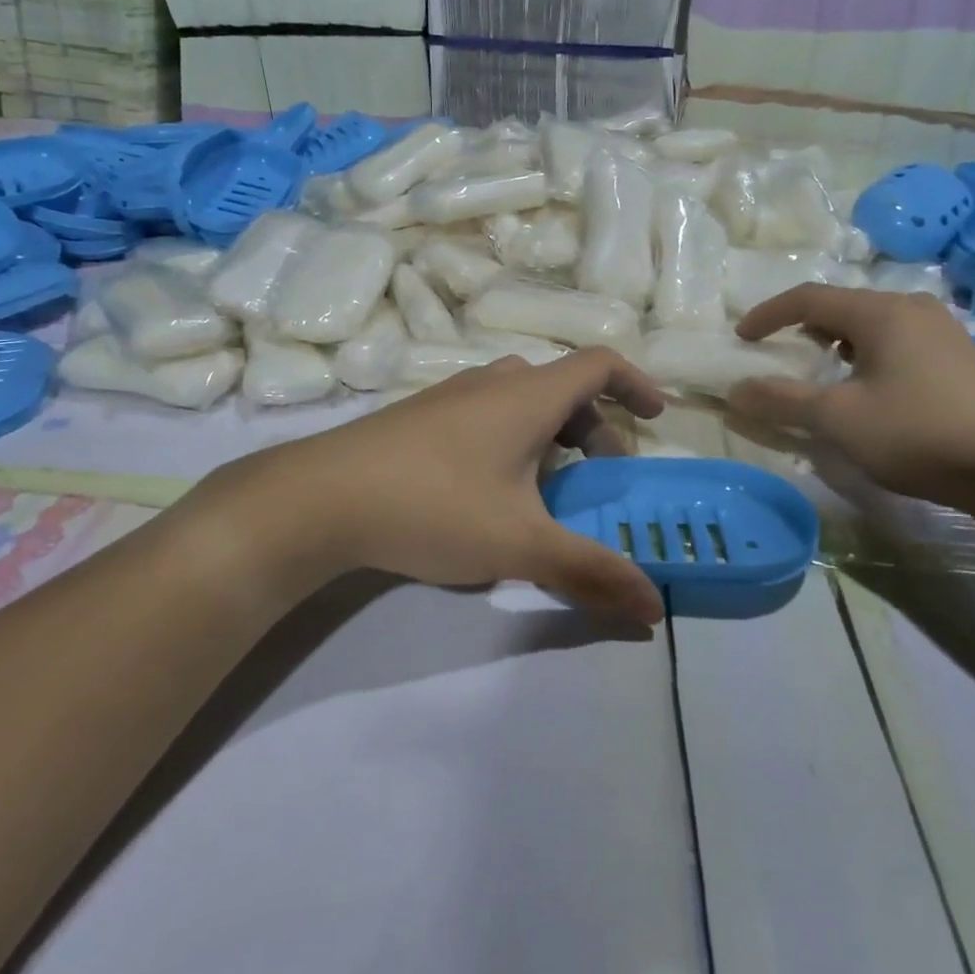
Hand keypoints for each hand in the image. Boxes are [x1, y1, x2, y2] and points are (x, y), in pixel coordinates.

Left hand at [196, 349, 668, 624]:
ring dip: (550, 434)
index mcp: (526, 396)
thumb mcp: (520, 544)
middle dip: (593, 428)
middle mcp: (490, 383)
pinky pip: (484, 415)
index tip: (655, 418)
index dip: (635, 384)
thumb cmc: (434, 506)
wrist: (319, 498)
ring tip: (549, 487)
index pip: (598, 363)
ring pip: (519, 400)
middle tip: (599, 477)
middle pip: (561, 387)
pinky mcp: (417, 419)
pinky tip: (490, 492)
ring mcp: (448, 397)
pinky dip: (511, 439)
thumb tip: (654, 610)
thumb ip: (590, 573)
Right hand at [727, 285, 974, 507]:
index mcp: (882, 312)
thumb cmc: (916, 433)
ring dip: (836, 344)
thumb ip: (781, 400)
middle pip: (842, 307)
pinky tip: (870, 391)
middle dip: (803, 329)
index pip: (808, 297)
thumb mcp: (836, 418)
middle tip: (781, 356)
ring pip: (872, 324)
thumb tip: (735, 391)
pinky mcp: (961, 358)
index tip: (742, 338)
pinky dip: (867, 356)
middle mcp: (914, 309)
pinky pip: (897, 342)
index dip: (768, 315)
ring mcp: (943, 332)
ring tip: (822, 375)